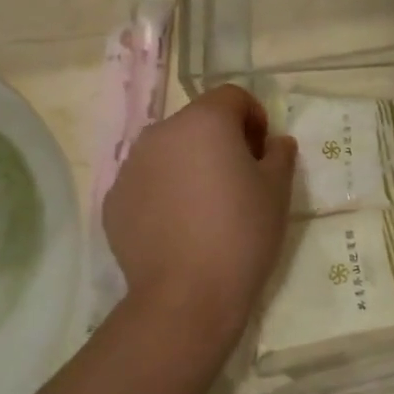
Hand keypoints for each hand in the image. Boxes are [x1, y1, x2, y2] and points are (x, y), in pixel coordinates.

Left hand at [103, 85, 296, 346]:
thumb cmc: (242, 233)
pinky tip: (180, 228)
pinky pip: (148, 182)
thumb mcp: (277, 190)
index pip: (232, 96)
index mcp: (204, 121)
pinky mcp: (114, 201)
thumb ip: (279, 154)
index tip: (263, 153)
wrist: (187, 297)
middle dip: (221, 140)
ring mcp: (131, 167)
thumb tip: (274, 143)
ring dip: (191, 164)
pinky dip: (165, 192)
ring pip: (170, 151)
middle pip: (198, 121)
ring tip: (207, 207)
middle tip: (240, 180)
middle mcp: (161, 133)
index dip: (254, 118)